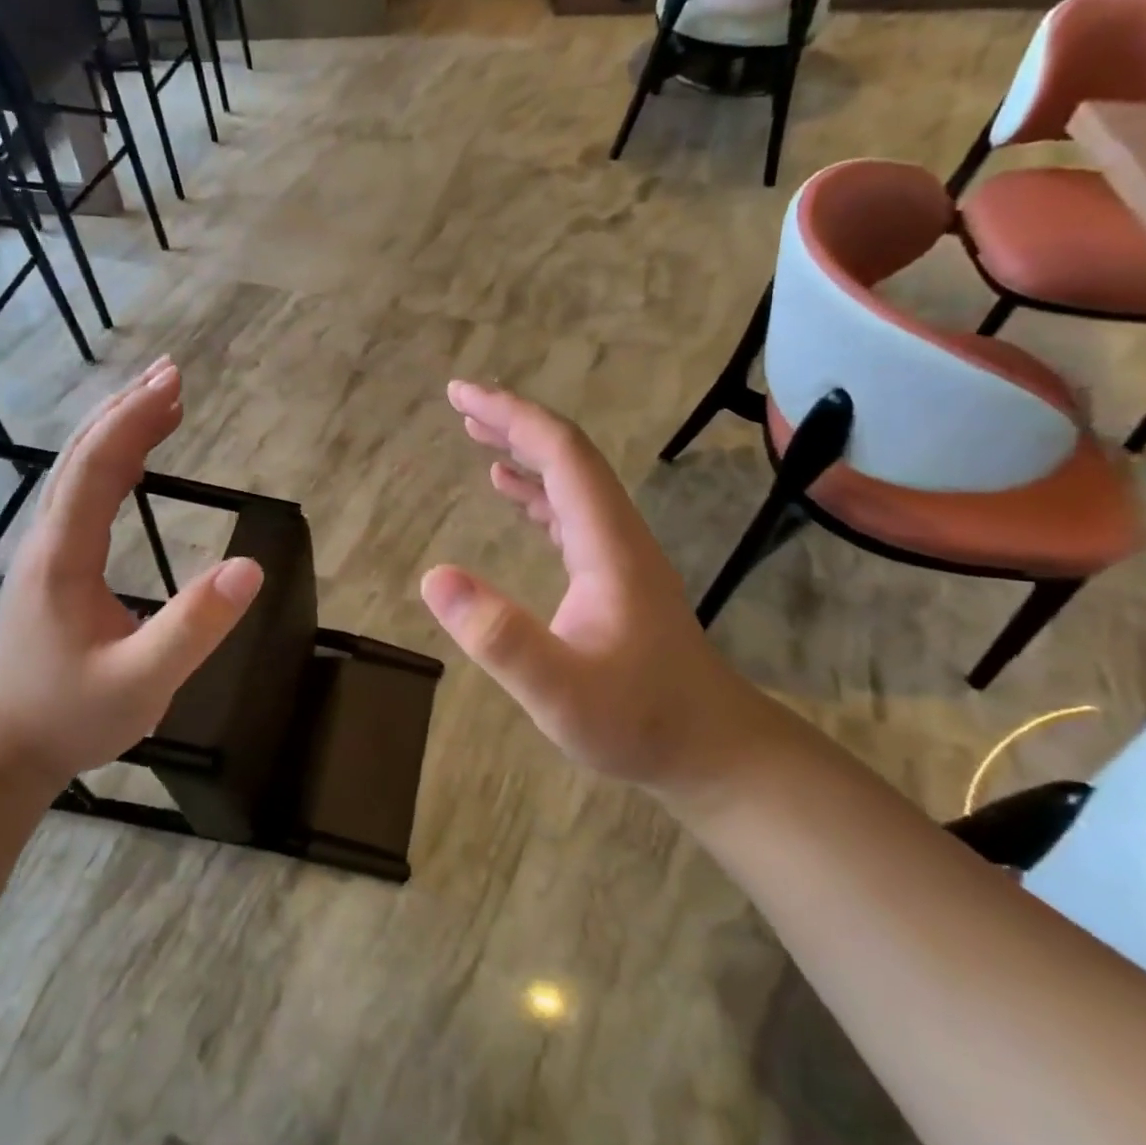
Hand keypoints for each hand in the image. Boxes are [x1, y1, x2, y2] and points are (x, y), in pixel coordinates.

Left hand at [0, 358, 263, 780]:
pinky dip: (111, 460)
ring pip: (77, 470)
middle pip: (82, 454)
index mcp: (64, 554)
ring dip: (117, 428)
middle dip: (127, 409)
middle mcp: (48, 539)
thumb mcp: (142, 681)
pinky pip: (82, 493)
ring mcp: (46, 550)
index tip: (175, 383)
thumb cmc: (70, 717)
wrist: (2, 752)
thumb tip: (251, 567)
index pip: (98, 467)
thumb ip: (195, 626)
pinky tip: (134, 461)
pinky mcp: (54, 565)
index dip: (136, 420)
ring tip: (160, 400)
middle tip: (172, 374)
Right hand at [419, 381, 786, 805]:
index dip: (511, 416)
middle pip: (567, 455)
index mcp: (607, 542)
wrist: (711, 749)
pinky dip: (536, 488)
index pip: (561, 454)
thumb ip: (500, 638)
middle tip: (460, 403)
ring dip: (524, 449)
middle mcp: (616, 533)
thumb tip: (434, 577)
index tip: (461, 394)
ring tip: (476, 434)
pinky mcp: (614, 574)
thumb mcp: (561, 691)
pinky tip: (510, 491)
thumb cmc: (639, 721)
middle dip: (513, 421)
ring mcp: (618, 552)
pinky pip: (570, 510)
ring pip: (570, 480)